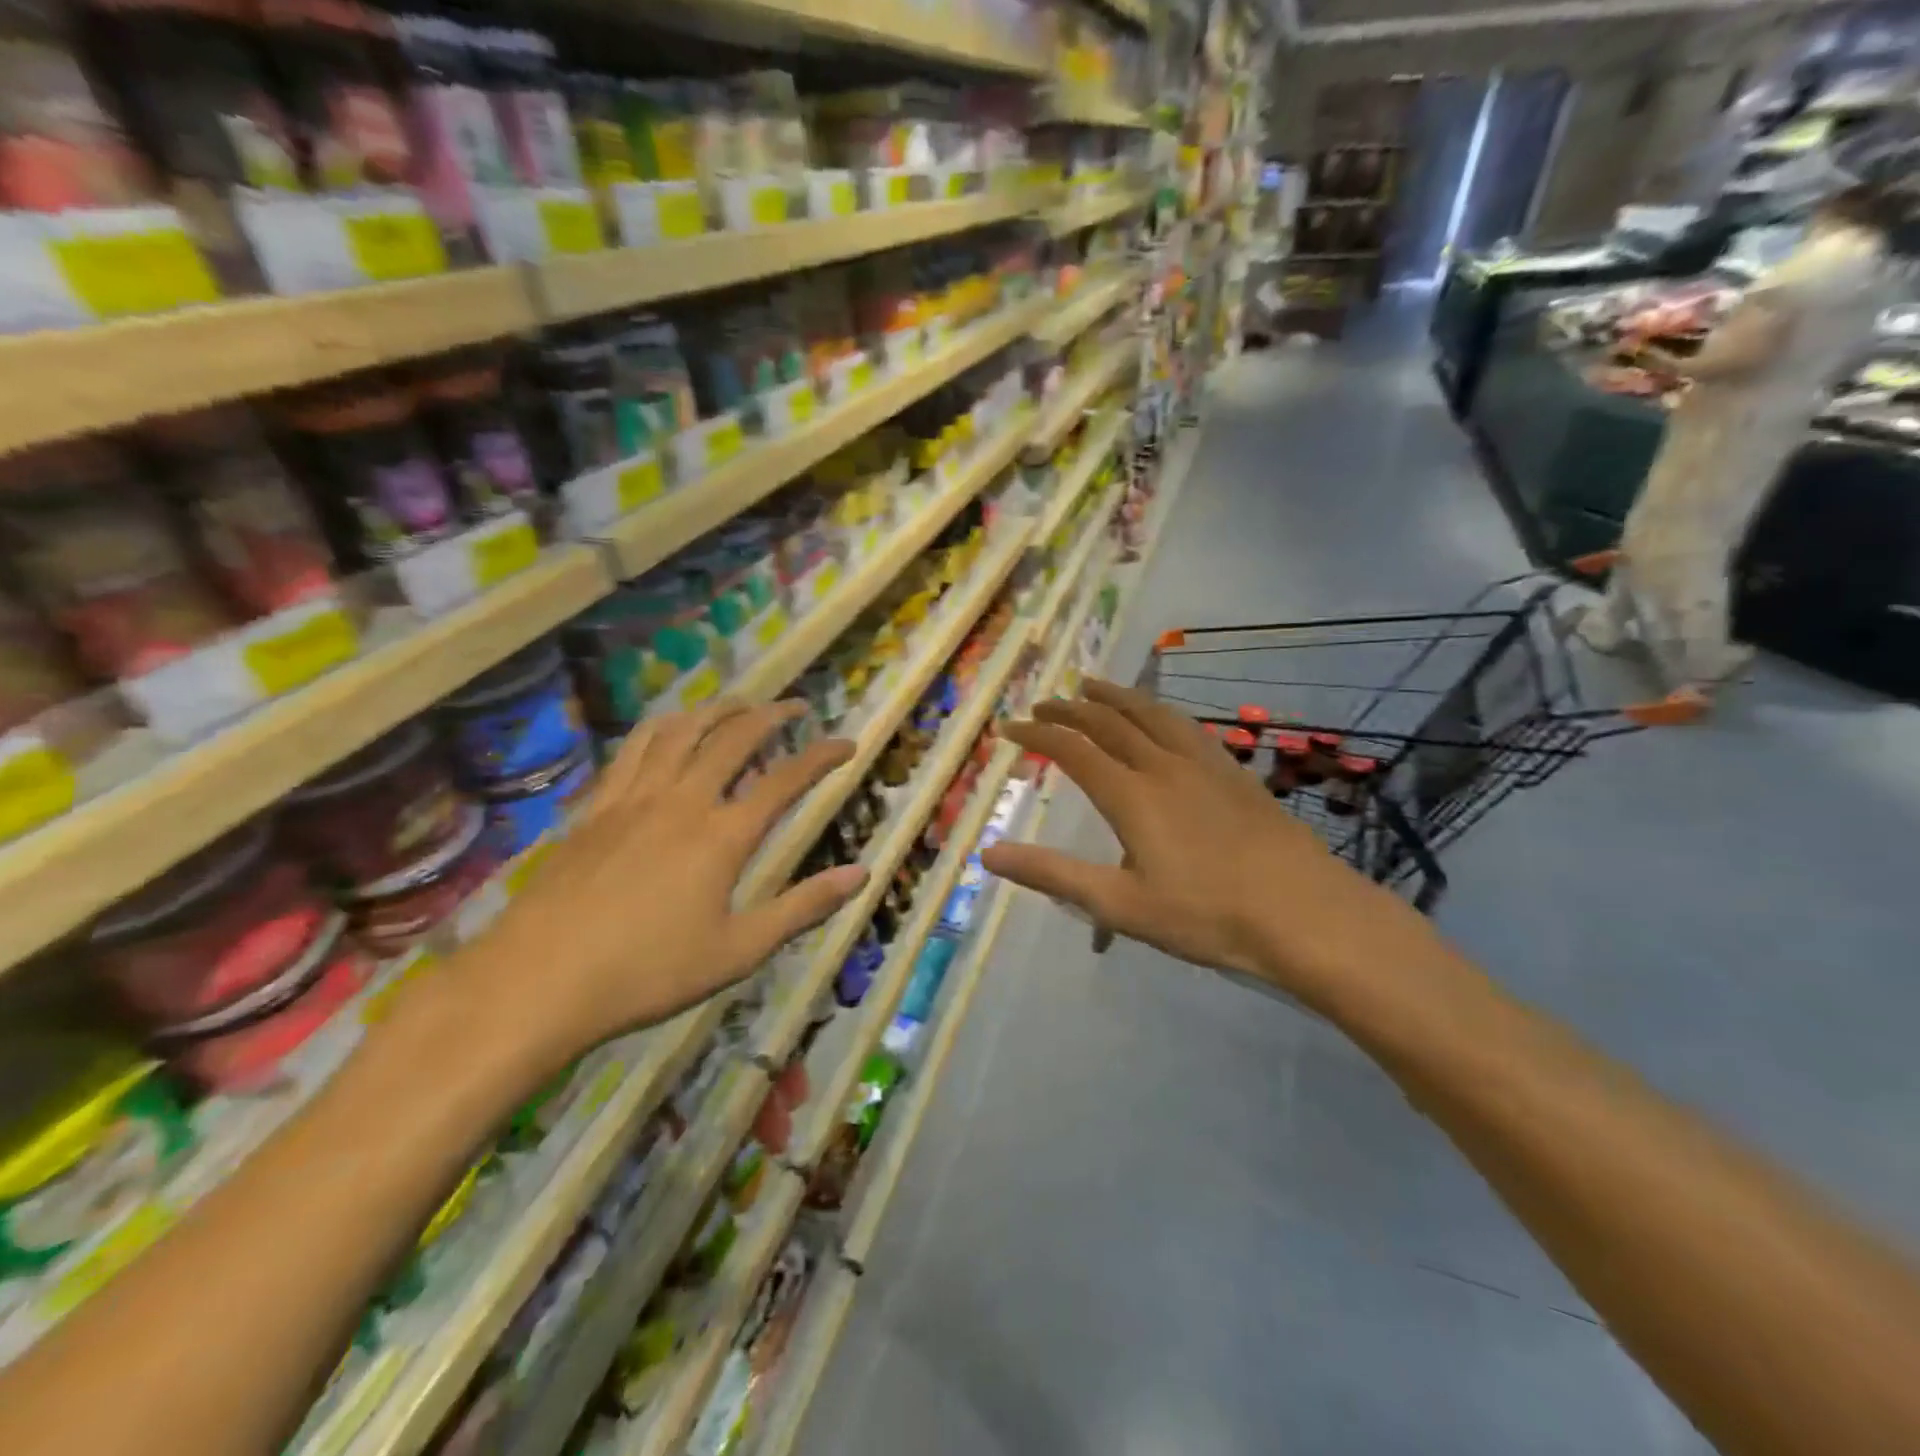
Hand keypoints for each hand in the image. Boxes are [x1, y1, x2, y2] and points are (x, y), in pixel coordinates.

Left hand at [454, 701, 865, 1074]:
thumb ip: (803, 907)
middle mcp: (682, 800)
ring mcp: (634, 799)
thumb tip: (862, 873)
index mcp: (722, 836)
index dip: (822, 757)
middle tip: (796, 706)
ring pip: (681, 731)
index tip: (848, 743)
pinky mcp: (597, 807)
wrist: (539, 981)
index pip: (786, 780)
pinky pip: (633, 749)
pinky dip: (662, 727)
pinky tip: (669, 730)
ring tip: (739, 704)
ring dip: (717, 709)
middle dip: (771, 715)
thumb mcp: (739, 950)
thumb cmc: (648, 972)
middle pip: (733, 738)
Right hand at [982, 680, 1444, 1013]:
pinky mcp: (1234, 772)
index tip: (1010, 727)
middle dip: (1070, 709)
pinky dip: (1158, 711)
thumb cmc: (1207, 916)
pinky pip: (1186, 726)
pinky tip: (1161, 718)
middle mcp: (1163, 766)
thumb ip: (1053, 875)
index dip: (1037, 734)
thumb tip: (989, 854)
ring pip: (1151, 714)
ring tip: (1092, 686)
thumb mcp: (1120, 905)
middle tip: (1043, 703)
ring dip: (1115, 697)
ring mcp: (1204, 765)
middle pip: (1109, 722)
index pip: (1072, 749)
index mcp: (1131, 795)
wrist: (1304, 913)